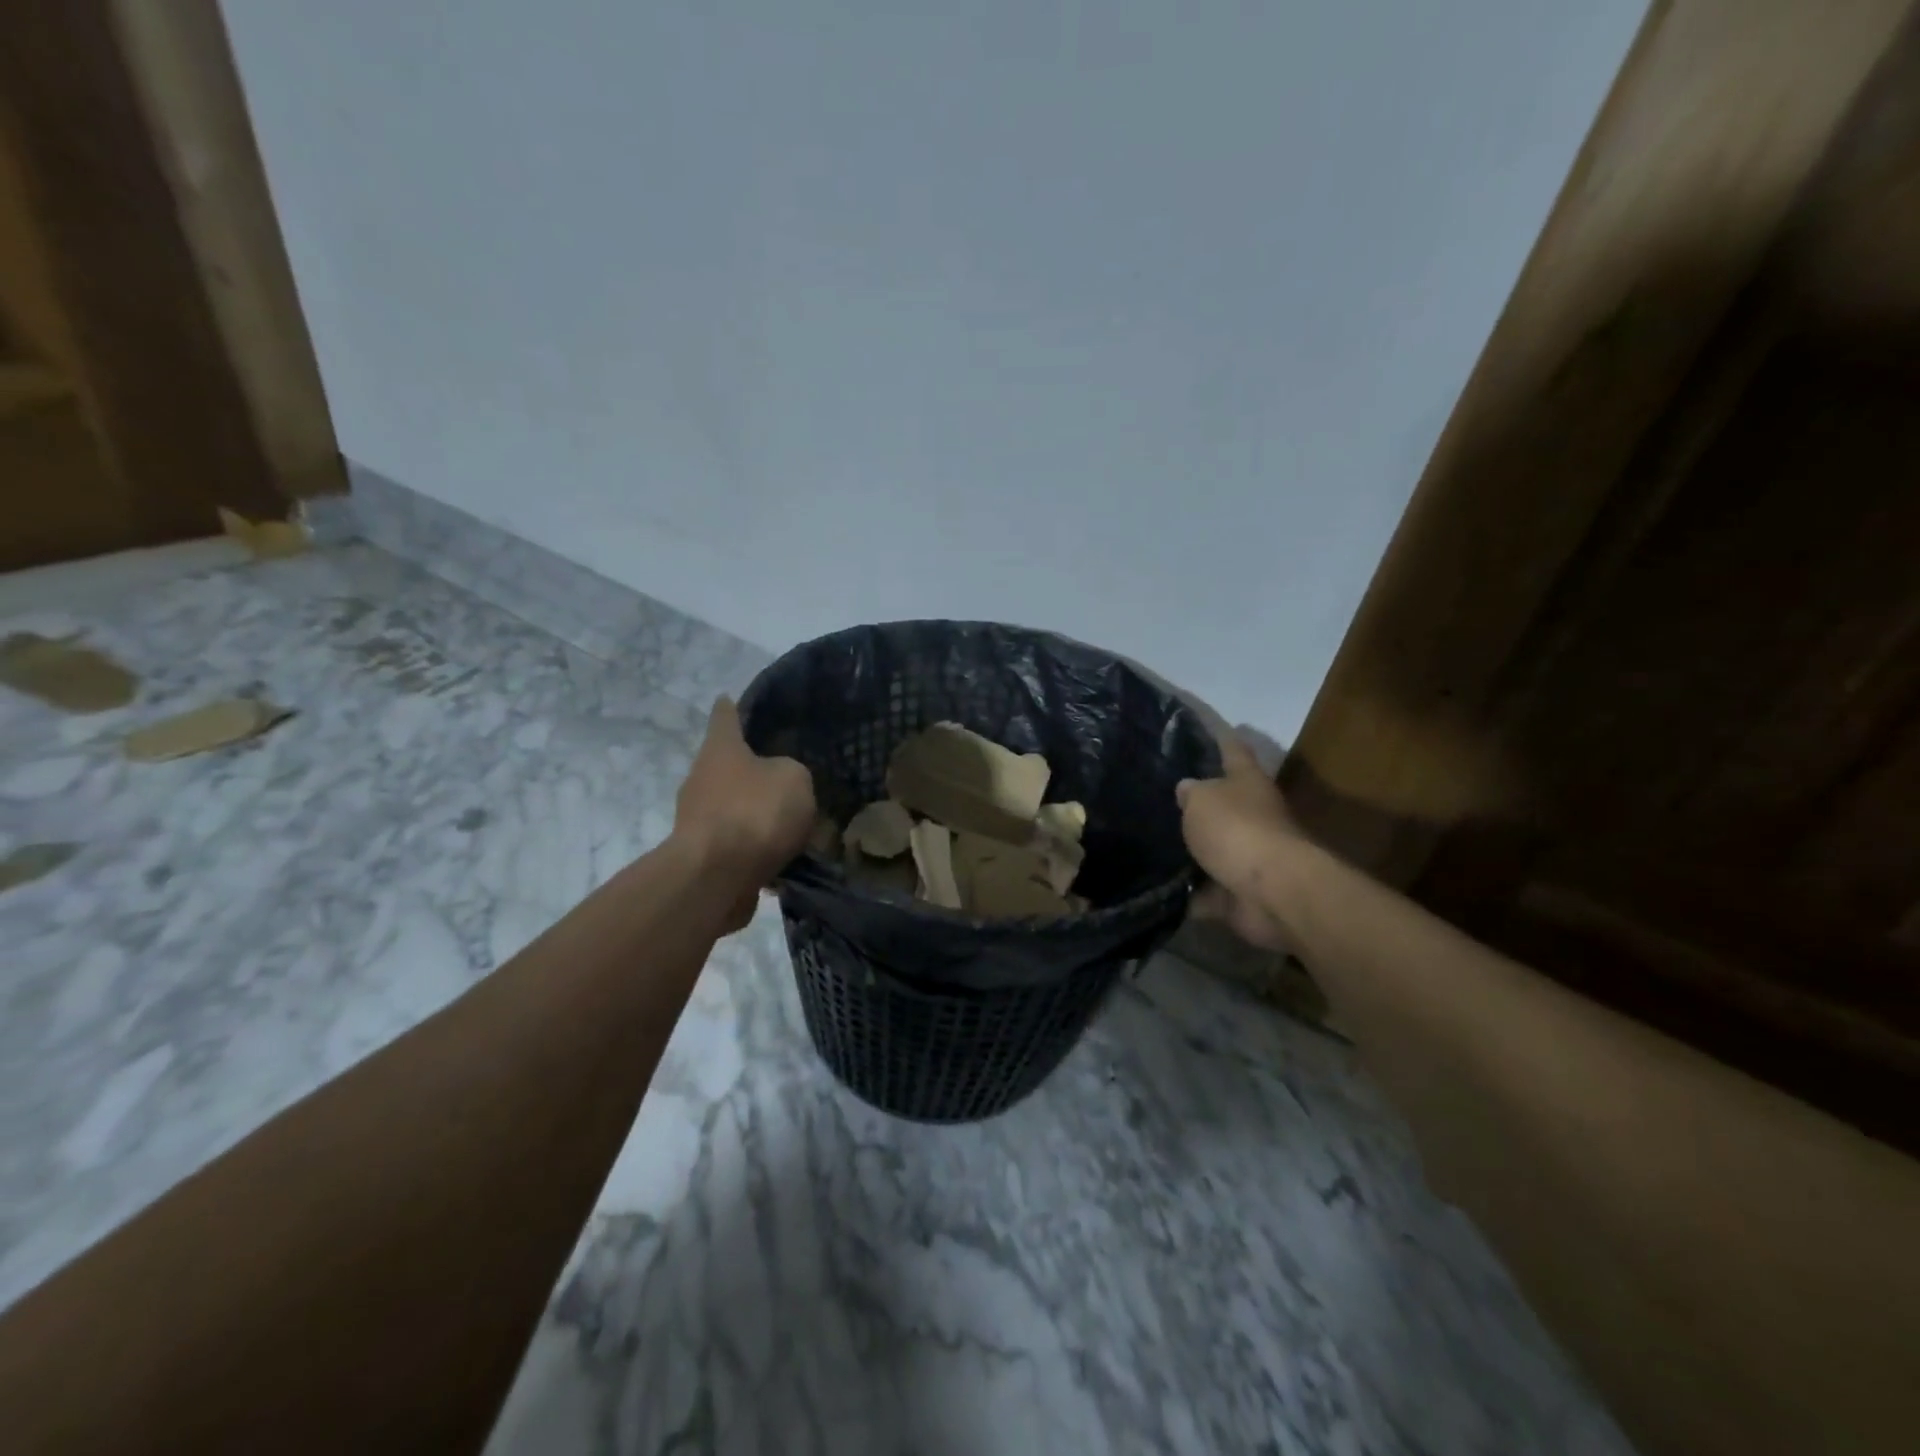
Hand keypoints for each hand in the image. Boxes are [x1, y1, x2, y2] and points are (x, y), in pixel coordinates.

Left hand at [674, 697, 815, 925]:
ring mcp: (697, 819)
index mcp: (720, 749)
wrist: (716, 877)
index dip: (730, 708)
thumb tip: (781, 784)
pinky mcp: (703, 855)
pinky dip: (756, 847)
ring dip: (755, 813)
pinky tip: (784, 856)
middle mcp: (701, 778)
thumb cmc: (754, 812)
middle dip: (750, 769)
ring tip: (791, 822)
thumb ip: (792, 774)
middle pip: (726, 765)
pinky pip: (737, 843)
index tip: (728, 698)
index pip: (724, 717)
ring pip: (733, 807)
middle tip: (784, 773)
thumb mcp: (794, 780)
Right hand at [1176, 730, 1303, 951]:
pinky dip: (1186, 892)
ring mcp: (1247, 856)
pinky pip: (1204, 890)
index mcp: (1247, 783)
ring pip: (1211, 848)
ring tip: (1147, 842)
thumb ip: (1190, 792)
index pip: (1233, 750)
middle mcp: (1252, 815)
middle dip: (1196, 801)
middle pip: (1223, 802)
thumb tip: (1187, 789)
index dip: (1220, 736)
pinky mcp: (1237, 892)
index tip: (1202, 724)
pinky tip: (1154, 886)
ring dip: (1188, 850)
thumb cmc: (1237, 829)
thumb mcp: (1202, 799)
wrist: (1271, 892)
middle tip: (1157, 794)